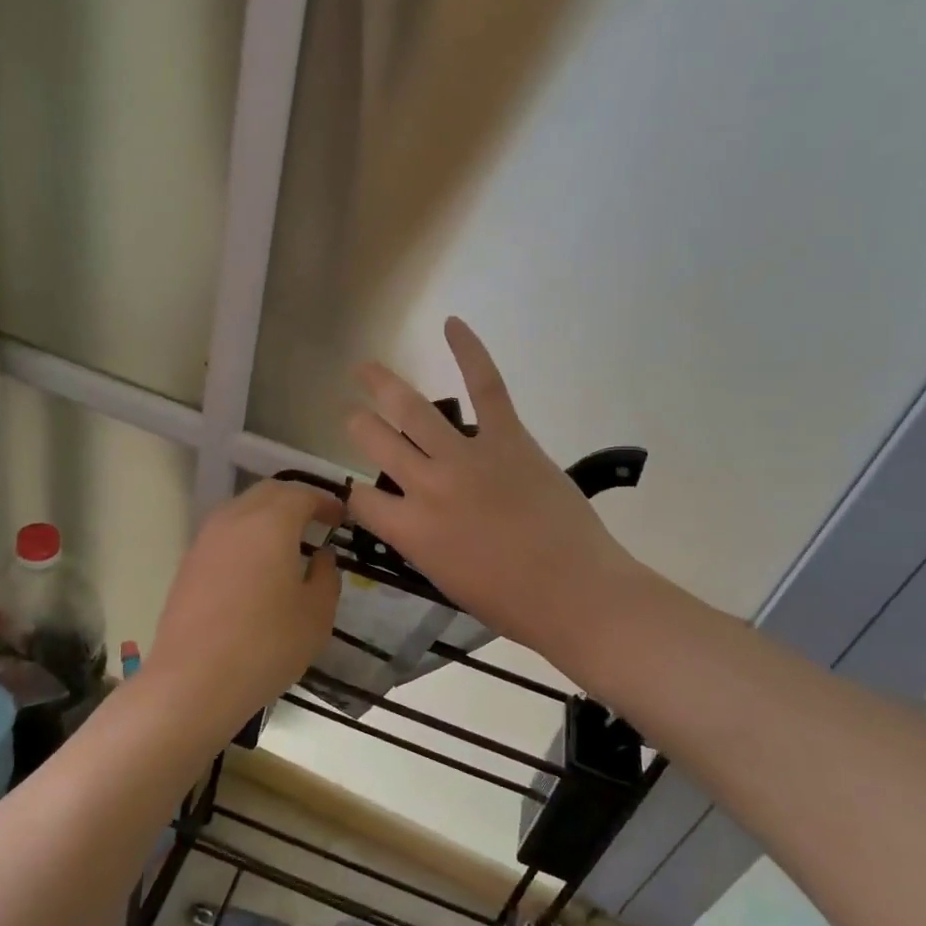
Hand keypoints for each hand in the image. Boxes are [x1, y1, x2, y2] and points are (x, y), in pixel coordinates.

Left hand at [144, 480, 342, 729]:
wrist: (193, 681)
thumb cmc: (266, 645)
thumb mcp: (316, 614)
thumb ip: (326, 576)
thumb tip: (321, 556)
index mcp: (270, 523)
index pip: (302, 495)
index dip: (325, 502)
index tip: (340, 518)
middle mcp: (234, 519)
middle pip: (268, 493)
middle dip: (295, 501)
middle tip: (316, 523)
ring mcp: (205, 540)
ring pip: (241, 509)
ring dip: (267, 516)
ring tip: (287, 543)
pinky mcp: (188, 563)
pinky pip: (224, 534)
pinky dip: (245, 536)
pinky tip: (256, 567)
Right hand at [345, 318, 649, 665]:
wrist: (574, 593)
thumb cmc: (510, 602)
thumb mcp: (444, 579)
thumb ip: (419, 540)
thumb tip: (411, 516)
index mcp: (410, 530)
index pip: (361, 498)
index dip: (354, 492)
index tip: (359, 489)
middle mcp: (426, 486)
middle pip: (375, 441)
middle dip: (357, 424)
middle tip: (351, 414)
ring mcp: (466, 457)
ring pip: (413, 409)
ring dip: (382, 384)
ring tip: (365, 368)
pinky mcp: (508, 438)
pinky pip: (487, 386)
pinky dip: (469, 351)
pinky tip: (452, 324)